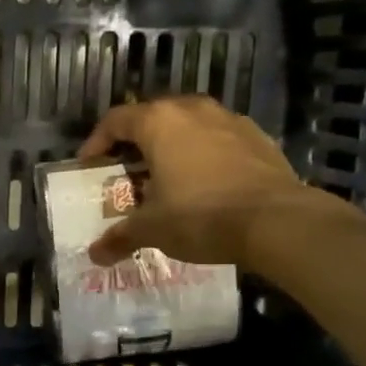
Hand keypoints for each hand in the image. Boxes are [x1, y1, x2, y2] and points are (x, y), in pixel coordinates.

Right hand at [78, 96, 329, 267]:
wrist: (276, 221)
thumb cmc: (200, 215)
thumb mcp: (152, 229)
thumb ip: (121, 236)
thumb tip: (95, 254)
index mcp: (160, 122)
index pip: (116, 120)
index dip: (97, 141)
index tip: (89, 164)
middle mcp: (193, 110)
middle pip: (153, 117)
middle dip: (135, 143)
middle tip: (126, 172)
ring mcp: (230, 120)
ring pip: (189, 126)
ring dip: (172, 147)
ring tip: (166, 178)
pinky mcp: (258, 137)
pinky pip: (218, 140)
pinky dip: (204, 155)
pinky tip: (204, 184)